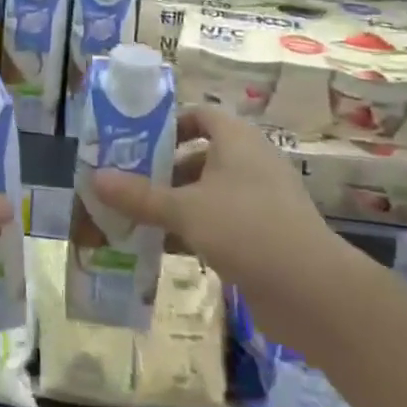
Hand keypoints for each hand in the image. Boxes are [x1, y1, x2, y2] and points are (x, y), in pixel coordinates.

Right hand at [92, 103, 338, 289]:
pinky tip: (166, 248)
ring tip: (138, 218)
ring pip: (209, 192)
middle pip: (201, 155)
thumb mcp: (184, 210)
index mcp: (238, 141)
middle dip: (164, 170)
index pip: (201, 115)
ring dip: (176, 204)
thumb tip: (94, 178)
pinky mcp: (265, 235)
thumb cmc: (245, 229)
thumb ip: (139, 195)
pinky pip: (221, 222)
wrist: (312, 291)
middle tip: (128, 184)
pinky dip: (195, 229)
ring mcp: (261, 200)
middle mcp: (252, 163)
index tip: (137, 144)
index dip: (170, 124)